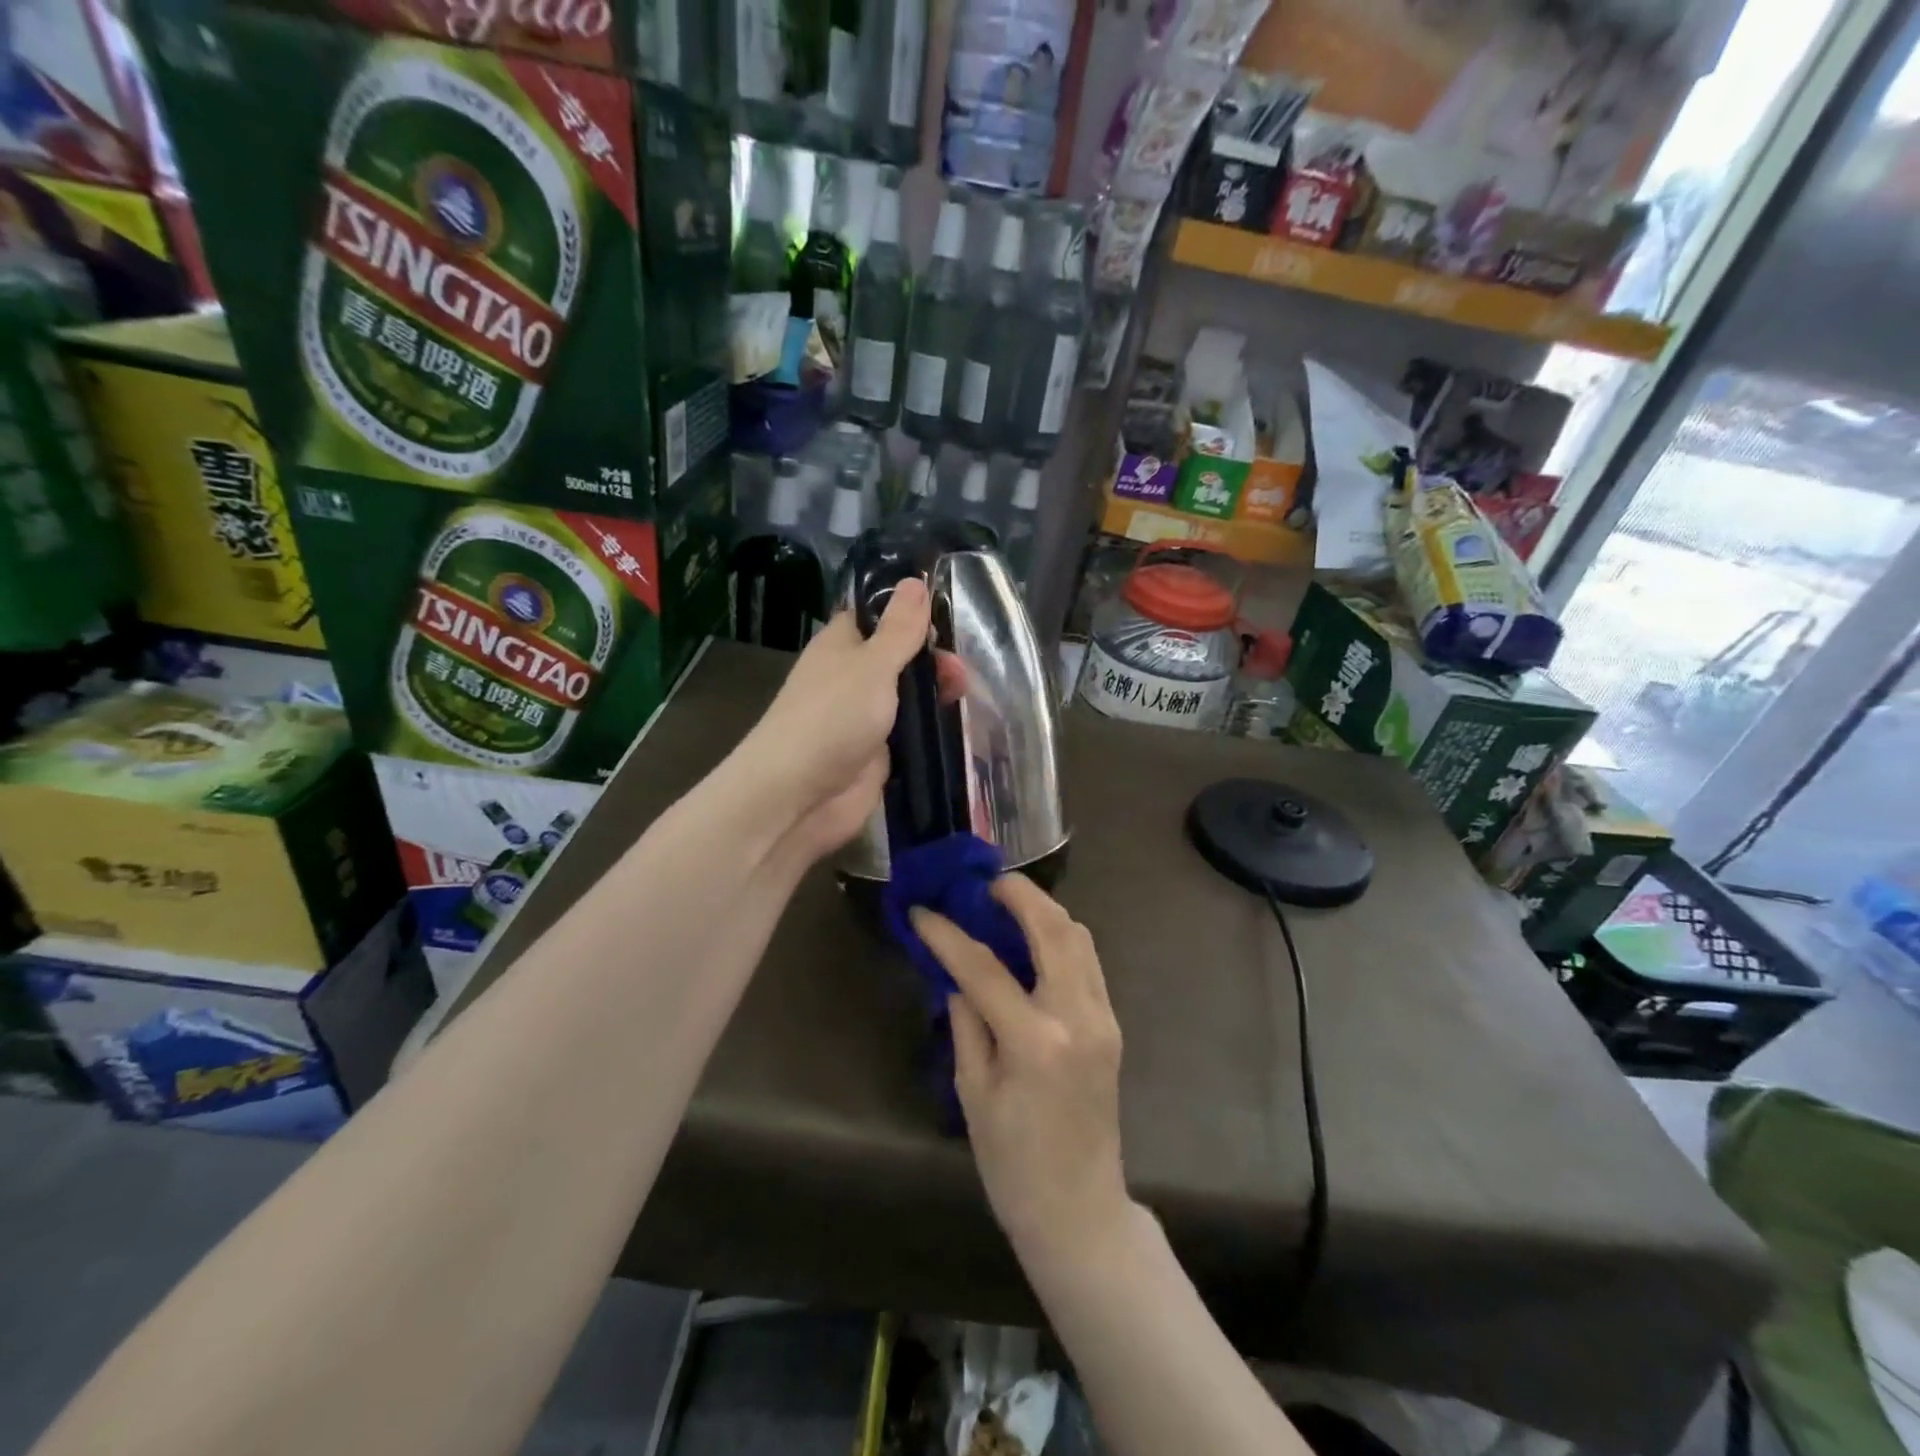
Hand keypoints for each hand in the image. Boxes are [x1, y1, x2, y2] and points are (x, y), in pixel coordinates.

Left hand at [741, 578, 931, 861]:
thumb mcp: (872, 665)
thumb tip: (915, 580)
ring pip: (908, 696)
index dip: (911, 613)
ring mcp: (864, 717)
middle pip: (900, 657)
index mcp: (842, 645)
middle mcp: (852, 677)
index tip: (948, 616)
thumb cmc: (832, 718)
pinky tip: (957, 725)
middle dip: (932, 659)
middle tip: (959, 674)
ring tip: (964, 697)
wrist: (798, 796)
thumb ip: (899, 629)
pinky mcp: (877, 753)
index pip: (879, 616)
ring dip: (936, 694)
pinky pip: (910, 733)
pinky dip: (930, 729)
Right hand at [912, 876, 1132, 1266]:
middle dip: (1020, 894)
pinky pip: (1088, 962)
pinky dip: (1062, 938)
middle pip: (1053, 929)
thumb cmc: (1014, 1165)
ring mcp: (1102, 1018)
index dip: (947, 935)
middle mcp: (1077, 1017)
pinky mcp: (1112, 1024)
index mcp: (1035, 1042)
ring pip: (1080, 938)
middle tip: (987, 882)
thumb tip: (956, 976)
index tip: (922, 911)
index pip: (984, 968)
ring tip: (1009, 903)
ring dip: (1045, 911)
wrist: (1081, 1211)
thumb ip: (966, 1024)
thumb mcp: (974, 1095)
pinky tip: (1034, 941)